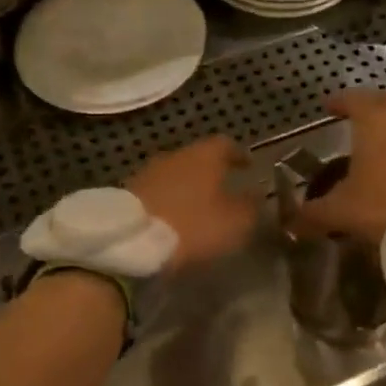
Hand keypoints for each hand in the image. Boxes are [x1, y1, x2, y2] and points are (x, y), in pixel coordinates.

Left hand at [128, 136, 260, 270]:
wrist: (131, 241)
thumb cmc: (192, 226)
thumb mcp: (235, 222)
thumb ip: (250, 206)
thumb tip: (257, 194)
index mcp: (204, 156)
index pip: (226, 144)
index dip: (239, 154)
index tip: (248, 165)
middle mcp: (175, 156)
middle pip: (197, 157)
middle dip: (211, 171)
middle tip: (224, 187)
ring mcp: (148, 172)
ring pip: (175, 174)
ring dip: (188, 186)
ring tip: (198, 205)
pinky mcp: (129, 193)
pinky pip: (157, 191)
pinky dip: (169, 200)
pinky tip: (174, 217)